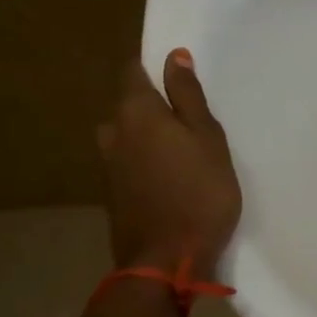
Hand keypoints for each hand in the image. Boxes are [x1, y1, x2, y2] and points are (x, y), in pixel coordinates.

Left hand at [96, 50, 242, 273]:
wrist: (167, 259)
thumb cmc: (200, 192)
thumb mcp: (208, 138)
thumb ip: (188, 96)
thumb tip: (174, 56)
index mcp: (136, 112)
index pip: (133, 72)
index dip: (153, 66)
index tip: (178, 73)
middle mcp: (113, 132)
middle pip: (129, 105)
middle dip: (153, 104)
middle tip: (190, 119)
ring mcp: (108, 165)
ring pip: (127, 135)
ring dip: (149, 135)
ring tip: (182, 149)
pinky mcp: (113, 192)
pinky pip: (128, 161)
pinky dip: (146, 160)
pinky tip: (171, 175)